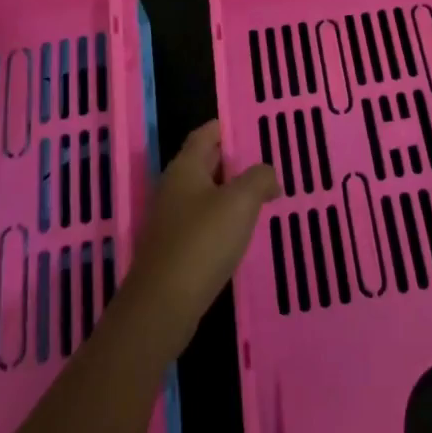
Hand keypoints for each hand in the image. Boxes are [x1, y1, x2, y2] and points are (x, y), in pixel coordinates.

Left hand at [119, 122, 278, 354]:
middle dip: (233, 160)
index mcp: (186, 167)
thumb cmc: (202, 241)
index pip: (205, 134)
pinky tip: (242, 231)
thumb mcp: (240, 202)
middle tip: (265, 160)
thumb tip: (267, 175)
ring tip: (262, 195)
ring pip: (205, 194)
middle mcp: (174, 188)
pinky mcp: (174, 249)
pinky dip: (223, 219)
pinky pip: (203, 222)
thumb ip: (259, 178)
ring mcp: (171, 220)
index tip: (251, 126)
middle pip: (205, 163)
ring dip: (230, 192)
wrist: (163, 306)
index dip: (226, 127)